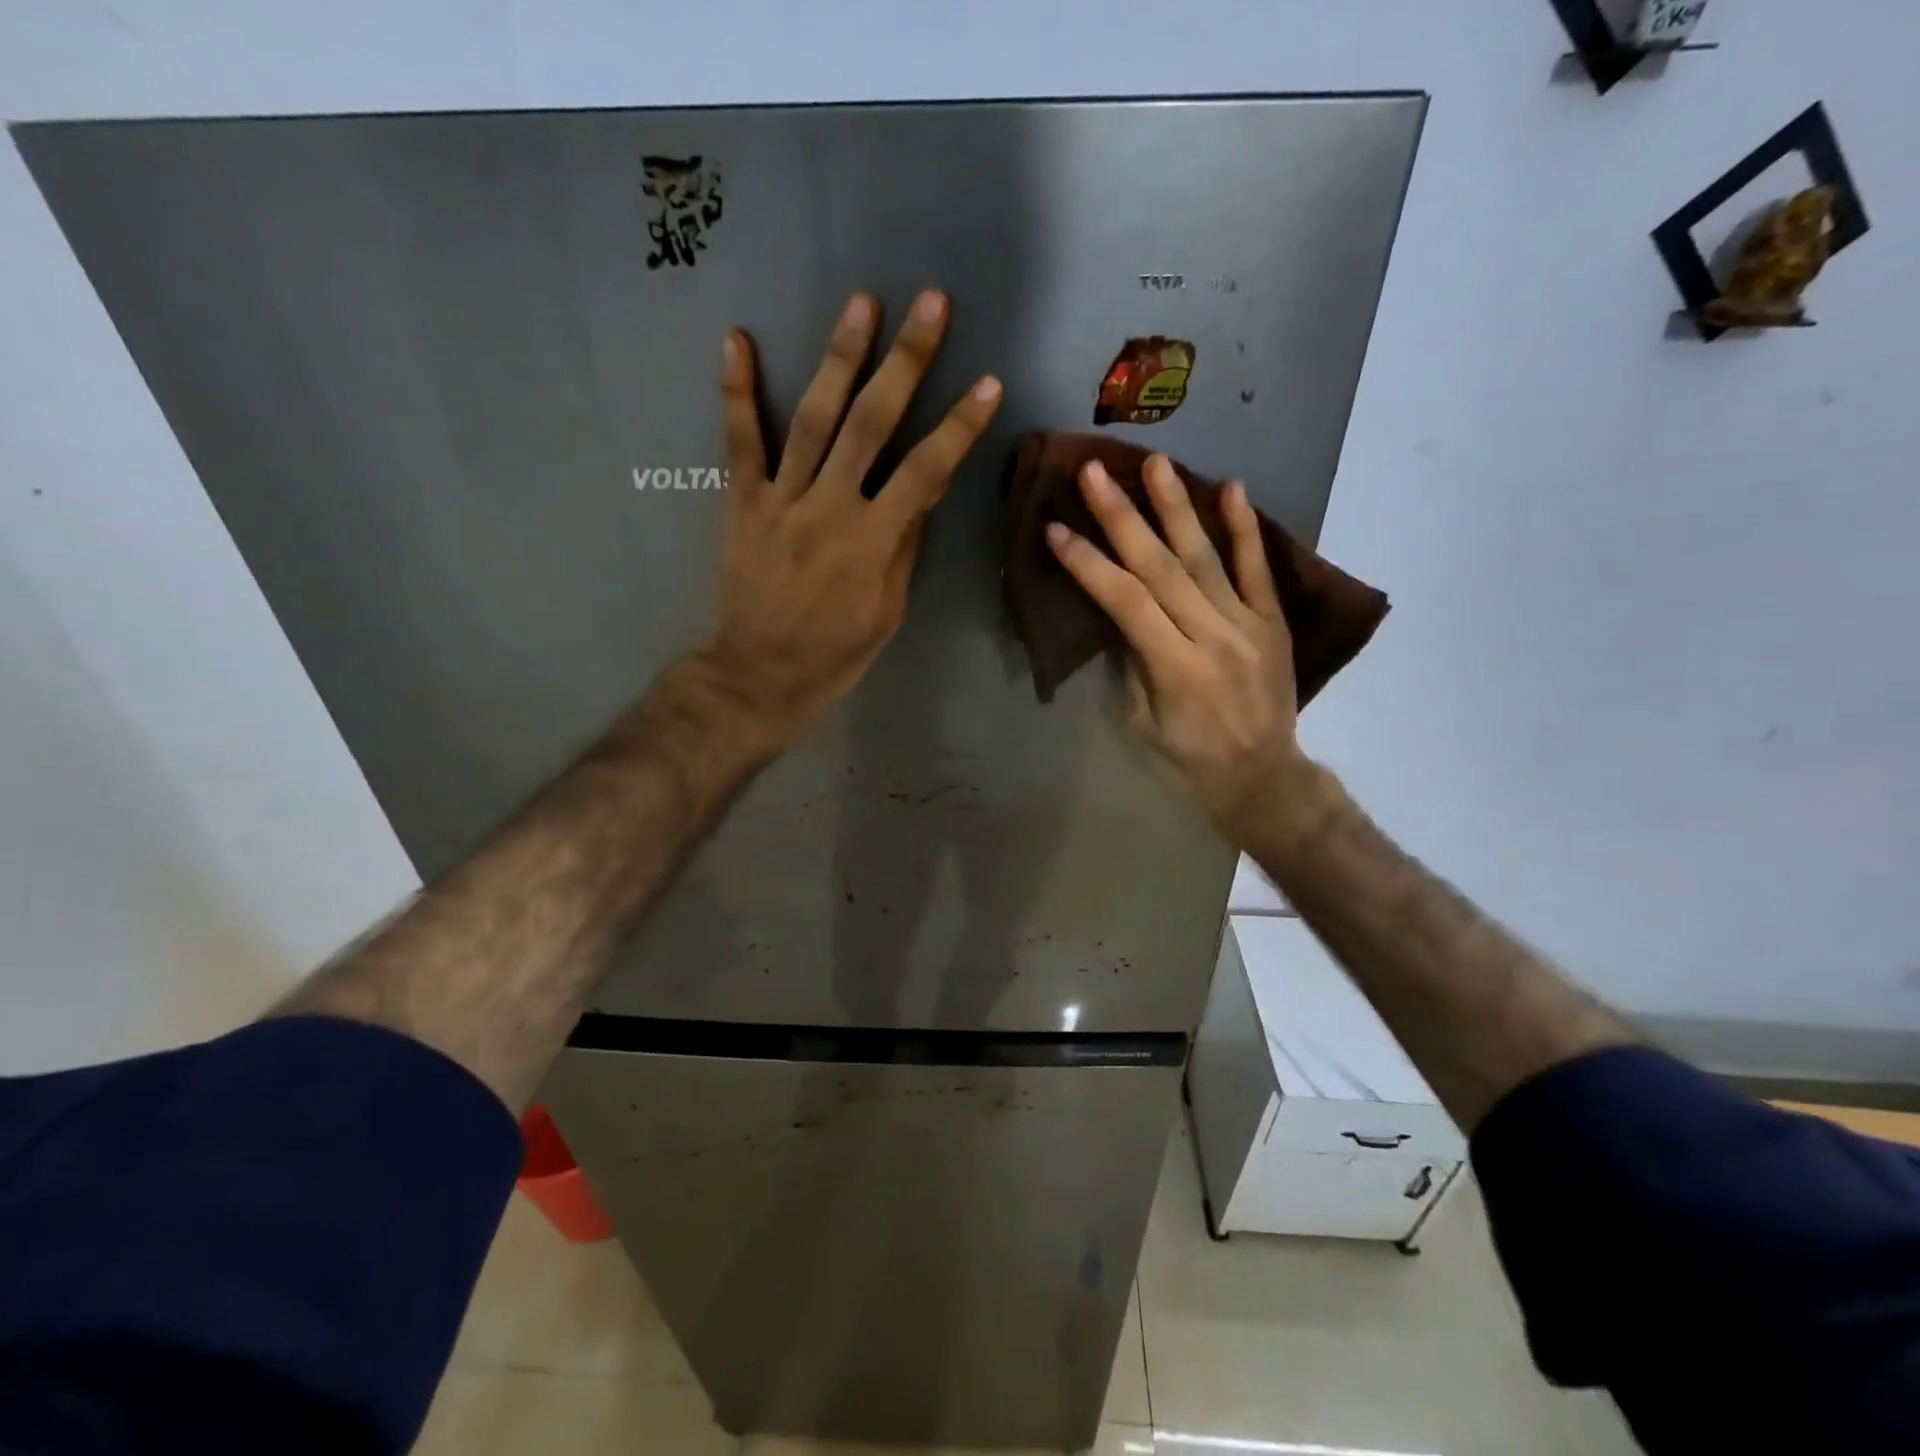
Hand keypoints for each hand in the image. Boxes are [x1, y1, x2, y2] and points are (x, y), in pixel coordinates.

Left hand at [698, 288, 1001, 742]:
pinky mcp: (742, 502)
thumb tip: (923, 491)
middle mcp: (829, 508)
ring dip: (839, 358)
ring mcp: (782, 500)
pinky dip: (737, 391)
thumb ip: (903, 546)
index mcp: (873, 542)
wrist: (760, 675)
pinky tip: (737, 338)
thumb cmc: (836, 653)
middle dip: (906, 361)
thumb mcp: (889, 610)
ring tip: (861, 302)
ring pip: (813, 419)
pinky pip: (740, 443)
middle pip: (872, 425)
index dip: (959, 426)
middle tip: (930, 303)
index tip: (987, 381)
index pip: (926, 471)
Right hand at [1046, 455, 1311, 839]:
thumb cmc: (1189, 762)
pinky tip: (1230, 487)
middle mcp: (1212, 635)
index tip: (1056, 529)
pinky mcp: (1272, 620)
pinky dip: (1244, 527)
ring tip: (1155, 462)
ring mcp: (1247, 623)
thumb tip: (1120, 611)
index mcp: (1174, 667)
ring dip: (1177, 507)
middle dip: (1122, 517)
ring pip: (1206, 556)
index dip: (1088, 563)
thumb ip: (1133, 662)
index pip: (1124, 601)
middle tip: (1094, 473)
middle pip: (1161, 567)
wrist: (1263, 779)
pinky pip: (1258, 568)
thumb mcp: (1142, 722)